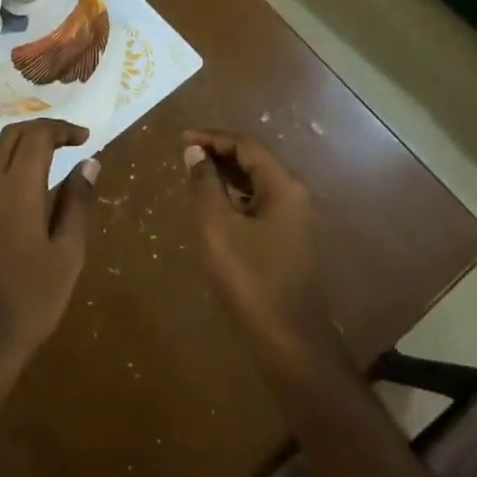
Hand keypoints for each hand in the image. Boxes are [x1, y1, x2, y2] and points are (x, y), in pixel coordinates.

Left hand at [0, 120, 97, 404]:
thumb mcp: (66, 255)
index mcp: (17, 187)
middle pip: (8, 137)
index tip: (83, 138)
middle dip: (37, 132)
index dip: (61, 129)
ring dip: (10, 145)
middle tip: (63, 142)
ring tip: (34, 158)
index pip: (38, 136)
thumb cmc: (28, 302)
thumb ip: (77, 204)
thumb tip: (89, 163)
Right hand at [182, 129, 343, 376]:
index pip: (246, 146)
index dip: (212, 138)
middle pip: (255, 161)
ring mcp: (295, 220)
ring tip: (195, 175)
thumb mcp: (217, 227)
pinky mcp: (288, 241)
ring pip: (257, 183)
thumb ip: (205, 185)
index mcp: (283, 187)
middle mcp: (294, 196)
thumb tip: (195, 152)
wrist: (288, 339)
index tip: (182, 138)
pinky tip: (215, 206)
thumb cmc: (250, 278)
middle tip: (185, 153)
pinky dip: (235, 196)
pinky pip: (259, 204)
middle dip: (219, 153)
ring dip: (227, 174)